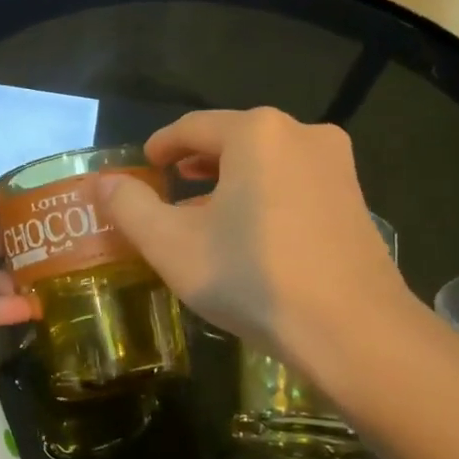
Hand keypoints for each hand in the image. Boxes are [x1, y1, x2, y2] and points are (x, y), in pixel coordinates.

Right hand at [99, 108, 420, 371]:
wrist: (353, 332)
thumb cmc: (251, 277)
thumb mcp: (171, 244)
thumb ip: (129, 207)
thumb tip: (103, 182)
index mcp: (256, 132)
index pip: (192, 127)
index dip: (161, 146)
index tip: (143, 167)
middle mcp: (301, 134)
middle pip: (231, 140)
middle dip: (195, 165)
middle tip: (168, 191)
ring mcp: (336, 165)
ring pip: (265, 163)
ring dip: (229, 182)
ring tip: (203, 216)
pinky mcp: (355, 198)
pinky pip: (294, 183)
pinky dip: (263, 196)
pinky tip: (249, 235)